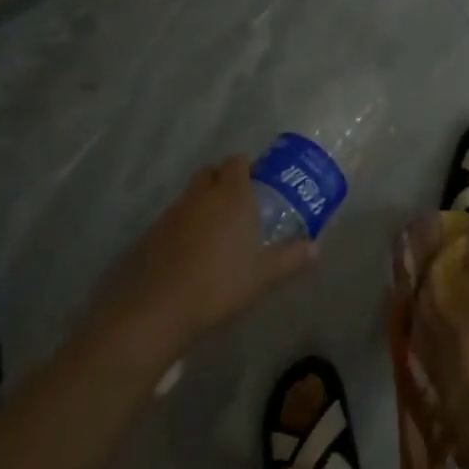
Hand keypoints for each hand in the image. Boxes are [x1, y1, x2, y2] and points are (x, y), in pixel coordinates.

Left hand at [93, 157, 314, 359]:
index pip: (237, 161)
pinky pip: (174, 217)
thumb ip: (291, 258)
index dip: (246, 168)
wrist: (160, 307)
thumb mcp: (264, 274)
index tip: (257, 183)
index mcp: (231, 193)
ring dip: (202, 203)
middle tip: (238, 204)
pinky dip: (184, 225)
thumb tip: (315, 248)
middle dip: (222, 180)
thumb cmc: (221, 282)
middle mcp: (202, 193)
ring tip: (215, 231)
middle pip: (211, 172)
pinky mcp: (153, 232)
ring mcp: (174, 211)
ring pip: (191, 194)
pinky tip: (191, 251)